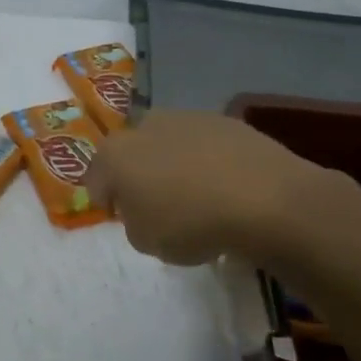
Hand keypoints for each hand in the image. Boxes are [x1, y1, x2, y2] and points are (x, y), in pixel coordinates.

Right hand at [85, 110, 342, 265]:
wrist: (264, 199)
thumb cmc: (190, 224)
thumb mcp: (147, 242)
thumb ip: (135, 224)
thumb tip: (144, 211)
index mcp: (115, 154)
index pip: (96, 177)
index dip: (106, 199)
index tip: (122, 218)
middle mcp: (145, 125)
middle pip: (132, 152)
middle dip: (139, 174)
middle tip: (157, 204)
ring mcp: (187, 117)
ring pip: (169, 144)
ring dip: (174, 164)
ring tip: (197, 196)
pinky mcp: (226, 120)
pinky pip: (205, 145)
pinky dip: (208, 161)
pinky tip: (226, 187)